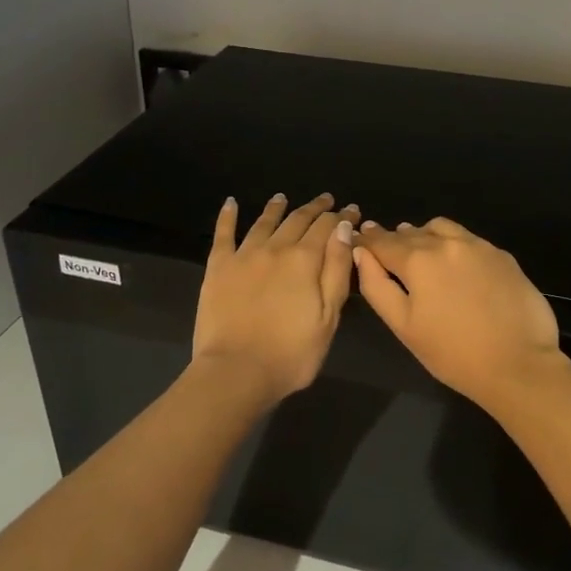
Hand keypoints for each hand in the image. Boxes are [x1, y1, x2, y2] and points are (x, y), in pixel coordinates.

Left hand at [192, 192, 358, 404]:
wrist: (236, 372)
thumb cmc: (291, 353)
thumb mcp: (328, 316)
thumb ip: (337, 270)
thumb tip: (343, 229)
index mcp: (305, 260)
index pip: (327, 228)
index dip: (341, 217)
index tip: (351, 210)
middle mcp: (275, 248)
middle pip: (298, 220)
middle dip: (315, 208)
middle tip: (326, 200)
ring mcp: (243, 255)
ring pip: (264, 222)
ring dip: (277, 207)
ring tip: (283, 198)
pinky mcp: (218, 267)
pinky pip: (224, 234)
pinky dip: (228, 216)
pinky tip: (231, 203)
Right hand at [352, 218, 568, 413]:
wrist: (518, 364)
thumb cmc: (453, 353)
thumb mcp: (404, 326)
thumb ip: (377, 286)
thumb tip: (361, 254)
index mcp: (418, 260)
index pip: (383, 242)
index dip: (368, 241)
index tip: (359, 240)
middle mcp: (447, 242)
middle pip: (412, 233)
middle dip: (395, 240)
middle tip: (387, 251)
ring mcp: (479, 246)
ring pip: (442, 228)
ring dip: (425, 235)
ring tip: (422, 253)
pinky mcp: (502, 255)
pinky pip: (469, 239)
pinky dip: (454, 244)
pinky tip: (457, 265)